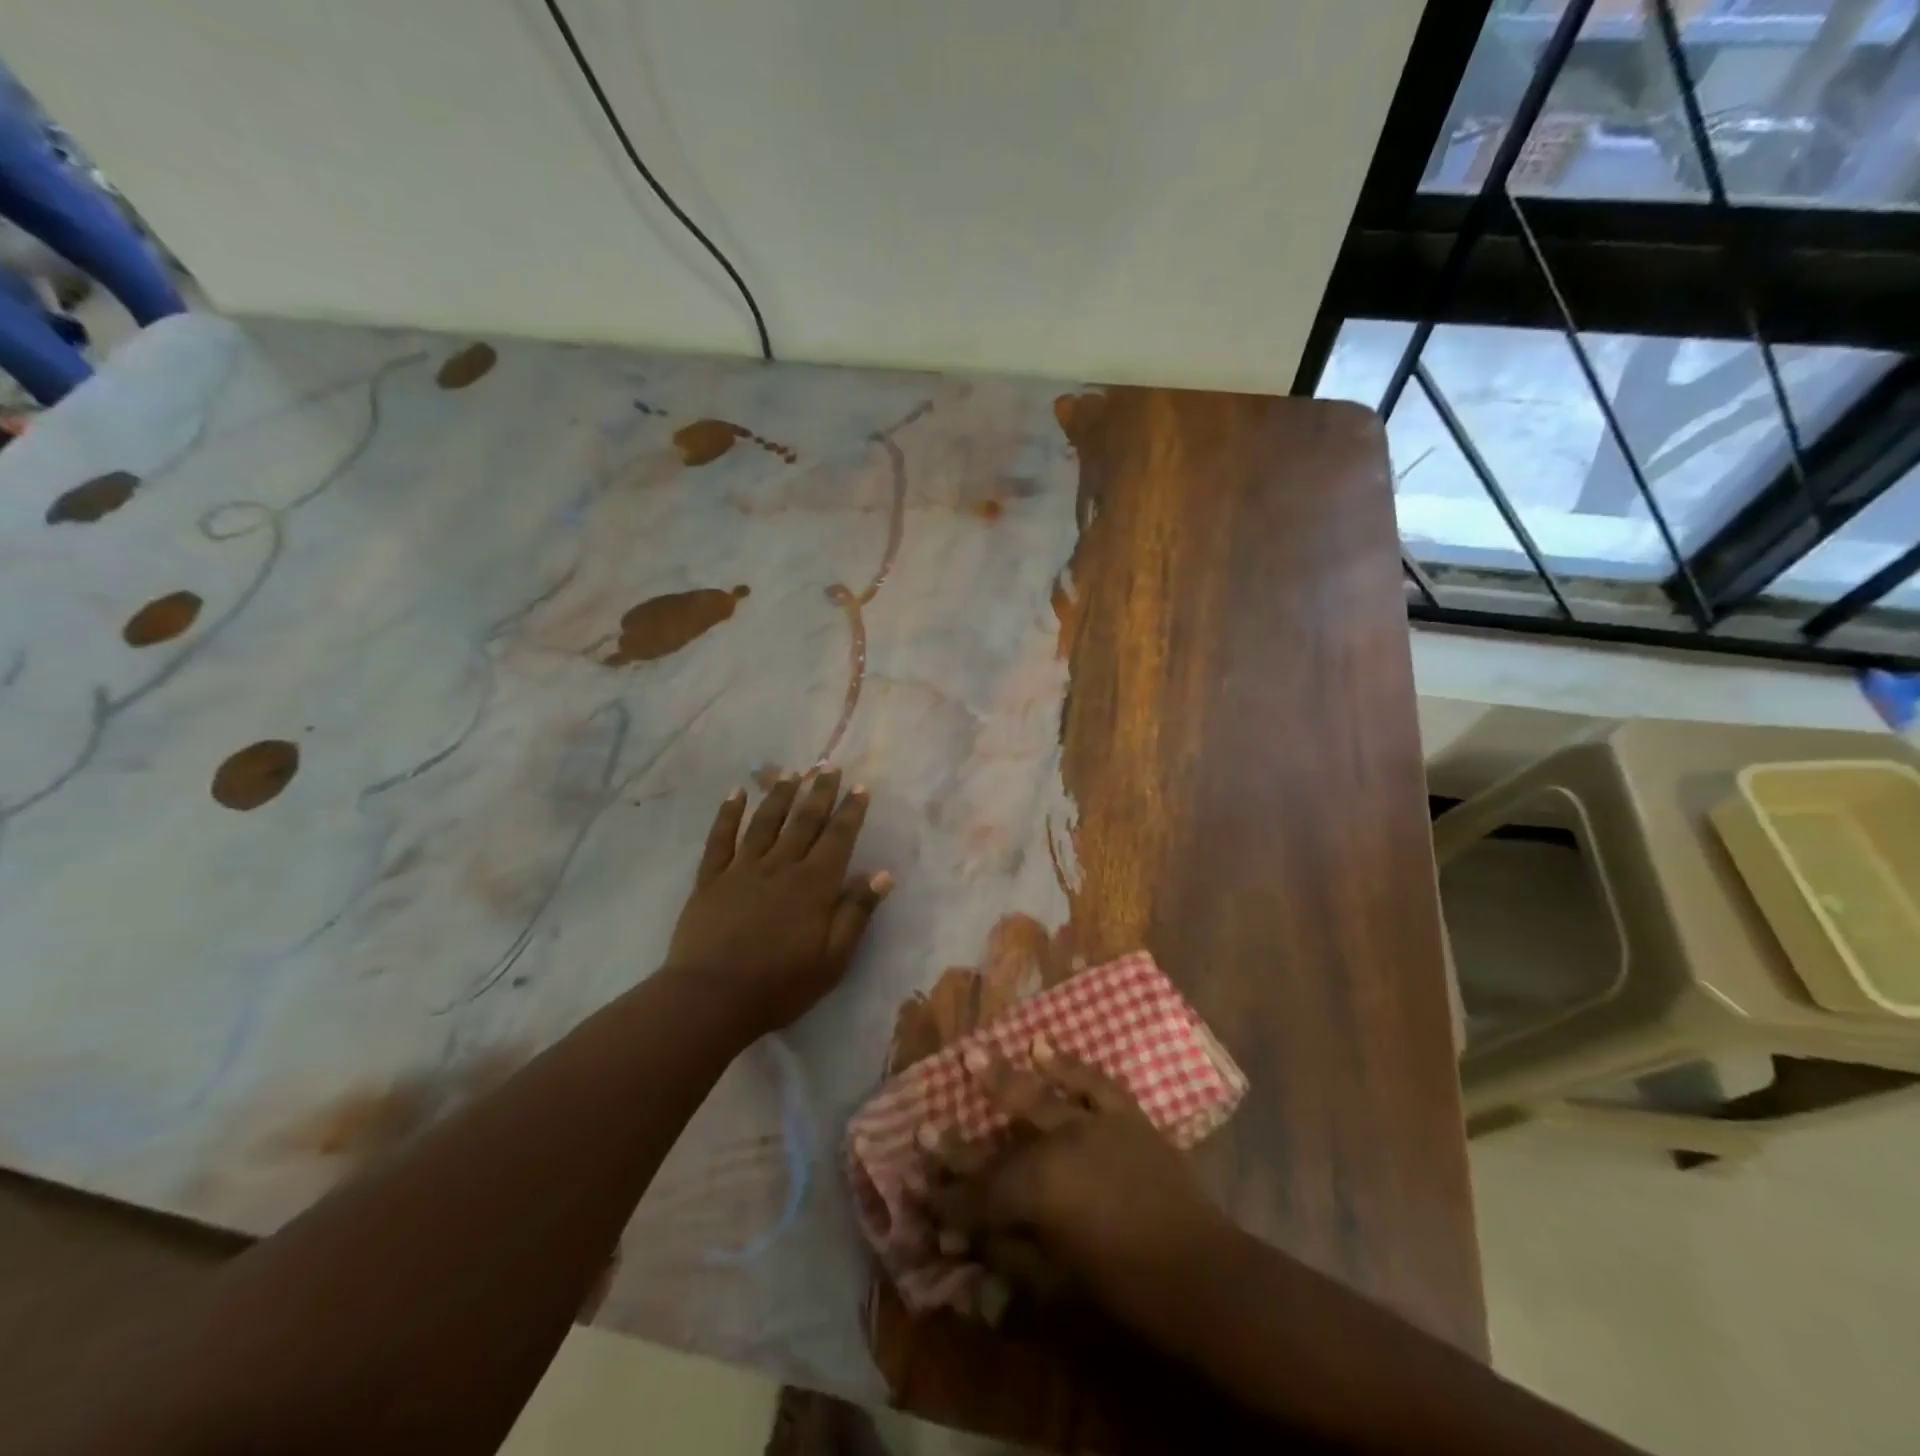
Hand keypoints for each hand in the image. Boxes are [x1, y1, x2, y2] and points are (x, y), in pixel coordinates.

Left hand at [666, 770, 892, 1038]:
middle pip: (804, 821)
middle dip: (820, 792)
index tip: (860, 787)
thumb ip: (856, 913)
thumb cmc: (780, 984)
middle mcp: (781, 866)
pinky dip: (728, 813)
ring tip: (792, 772)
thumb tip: (883, 874)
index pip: (838, 838)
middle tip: (830, 766)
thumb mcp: (833, 959)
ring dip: (780, 794)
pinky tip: (736, 793)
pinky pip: (720, 838)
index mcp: (814, 884)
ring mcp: (742, 869)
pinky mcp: (711, 879)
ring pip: (766, 822)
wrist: (711, 998)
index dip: (851, 811)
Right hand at [926, 1049, 1230, 1326]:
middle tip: (922, 1129)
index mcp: (1037, 1193)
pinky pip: (1091, 1082)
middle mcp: (1056, 1147)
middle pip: (997, 1147)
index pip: (978, 1198)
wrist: (1202, 1275)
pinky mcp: (1124, 1115)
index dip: (946, 1202)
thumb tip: (966, 1238)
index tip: (918, 1195)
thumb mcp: (1057, 1284)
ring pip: (1037, 1096)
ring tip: (971, 1054)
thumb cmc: (1125, 1290)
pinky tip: (1041, 1046)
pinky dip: (1067, 1063)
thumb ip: (1008, 1254)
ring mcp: (1091, 1124)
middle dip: (957, 1145)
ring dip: (1000, 1078)